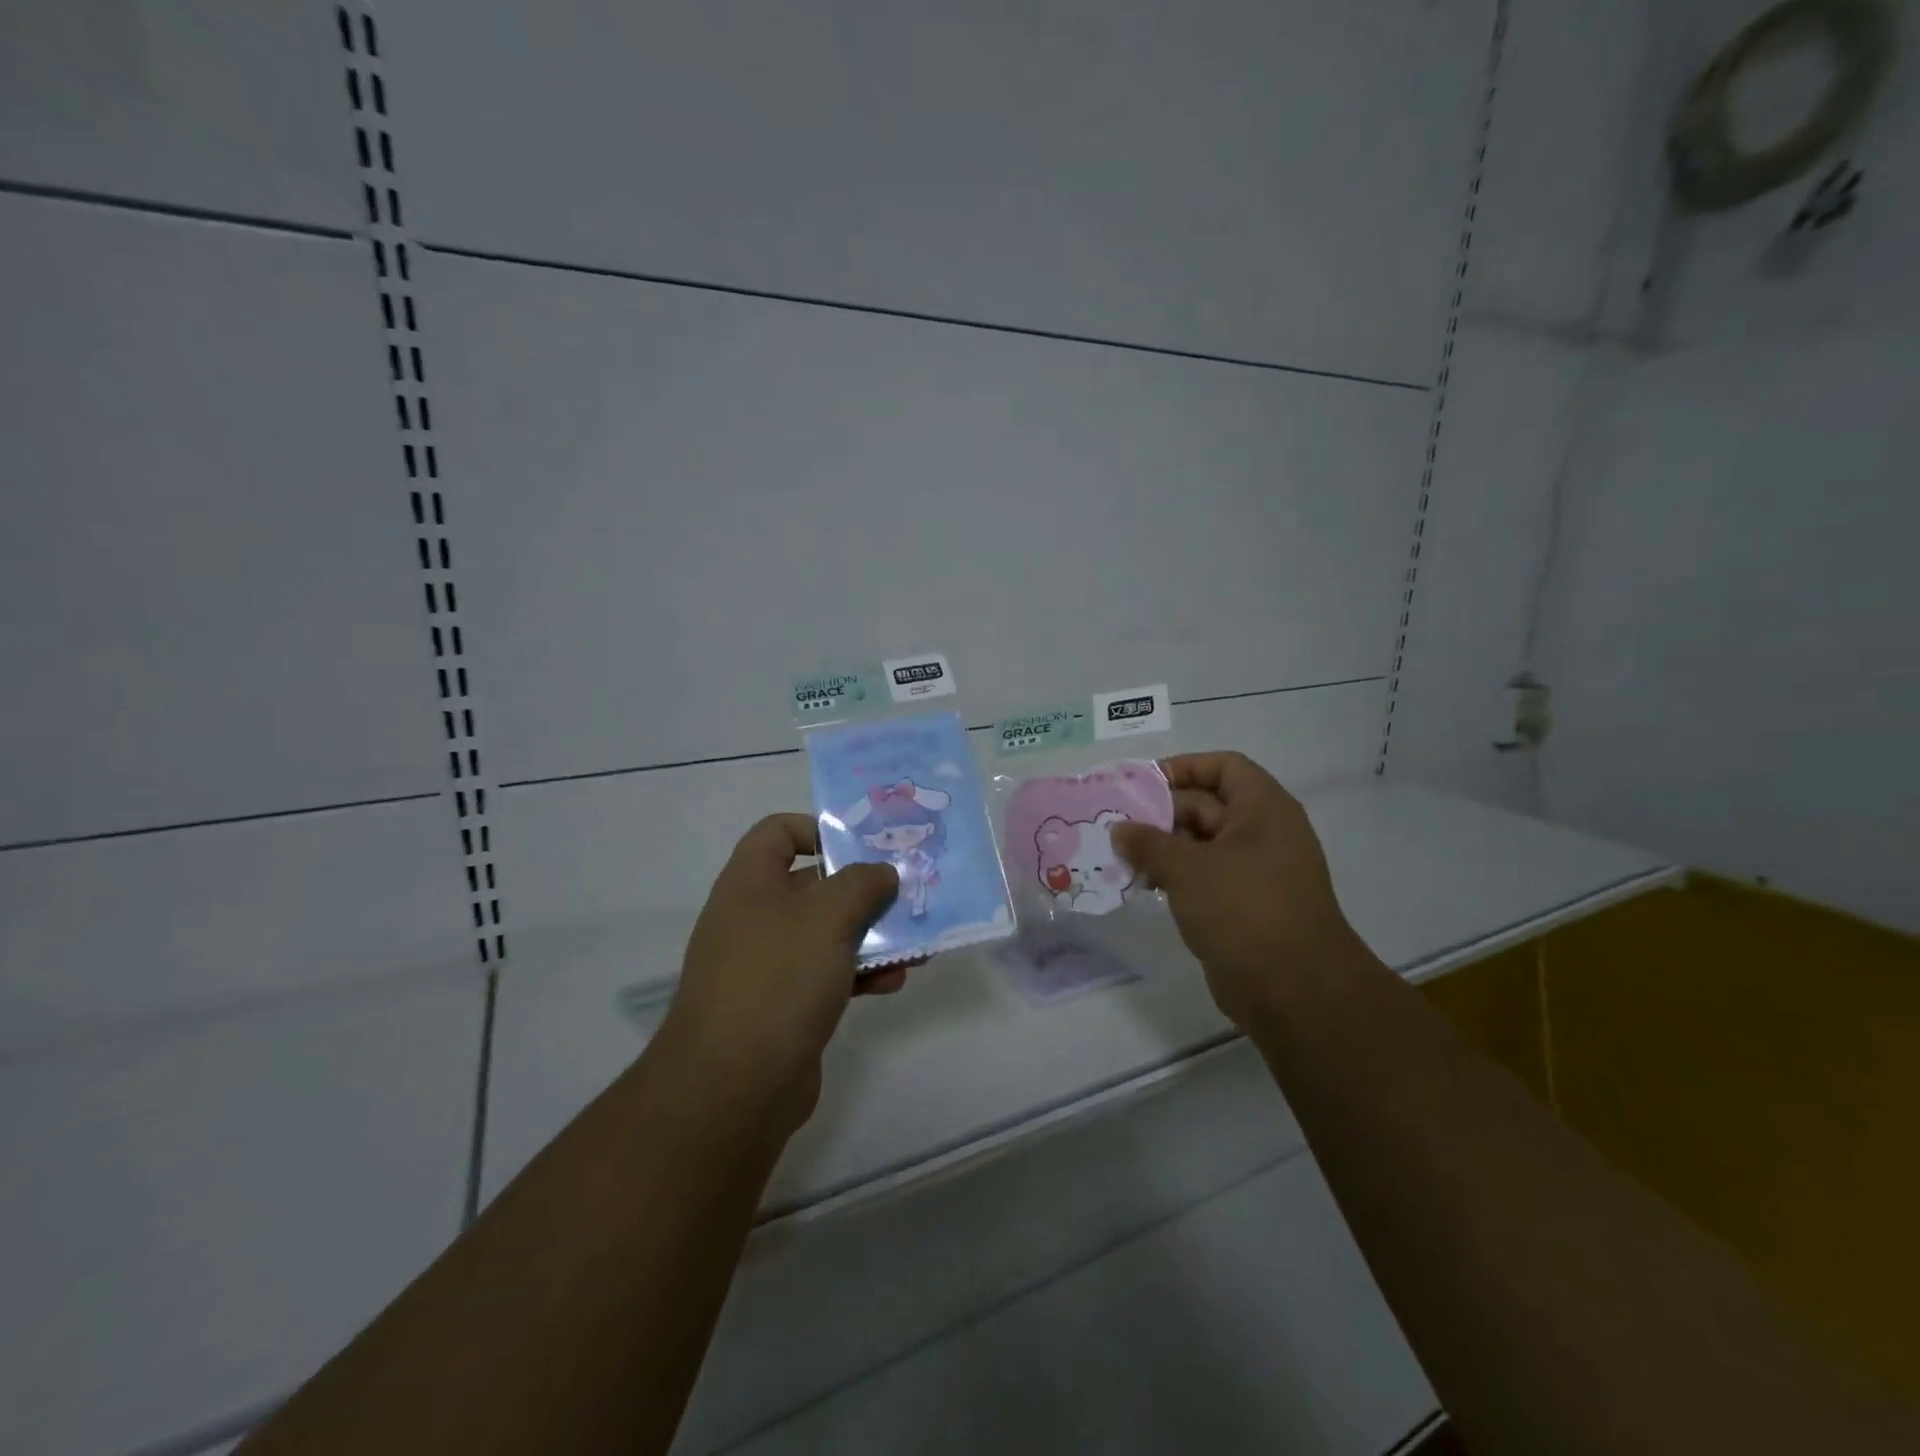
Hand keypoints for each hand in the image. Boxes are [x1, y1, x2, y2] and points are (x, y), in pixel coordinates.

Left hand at [661, 814, 903, 1131]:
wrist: (733, 1086)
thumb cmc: (778, 978)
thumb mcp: (828, 915)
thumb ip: (862, 883)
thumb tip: (882, 873)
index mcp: (750, 882)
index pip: (779, 831)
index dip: (820, 829)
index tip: (864, 848)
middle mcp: (754, 917)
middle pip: (813, 884)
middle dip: (863, 888)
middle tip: (908, 893)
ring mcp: (767, 965)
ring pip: (827, 933)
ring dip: (871, 934)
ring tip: (916, 943)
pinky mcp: (783, 1006)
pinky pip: (828, 974)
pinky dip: (861, 973)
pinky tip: (895, 982)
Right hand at [1112, 752, 1372, 1028]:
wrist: (1295, 991)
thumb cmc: (1245, 910)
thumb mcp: (1188, 869)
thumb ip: (1148, 843)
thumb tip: (1120, 829)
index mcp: (1263, 809)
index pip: (1224, 767)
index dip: (1184, 768)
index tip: (1142, 784)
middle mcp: (1263, 834)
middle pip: (1207, 806)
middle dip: (1161, 813)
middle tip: (1116, 824)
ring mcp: (1255, 872)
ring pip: (1202, 845)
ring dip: (1163, 848)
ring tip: (1120, 856)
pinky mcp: (1244, 906)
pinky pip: (1204, 878)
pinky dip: (1175, 877)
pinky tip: (1142, 885)